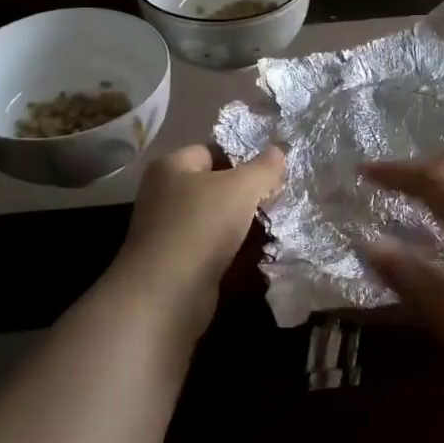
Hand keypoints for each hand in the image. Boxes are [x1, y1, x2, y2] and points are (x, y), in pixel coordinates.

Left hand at [107, 144, 285, 339]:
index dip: (243, 157)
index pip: (212, 150)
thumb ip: (263, 168)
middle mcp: (164, 194)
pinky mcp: (178, 262)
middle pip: (215, 186)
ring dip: (243, 225)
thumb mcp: (241, 188)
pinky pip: (213, 248)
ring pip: (216, 219)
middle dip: (246, 194)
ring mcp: (169, 230)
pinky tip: (259, 254)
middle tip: (277, 199)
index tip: (272, 171)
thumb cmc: (202, 225)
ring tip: (276, 226)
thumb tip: (279, 150)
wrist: (168, 292)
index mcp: (171, 166)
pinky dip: (234, 251)